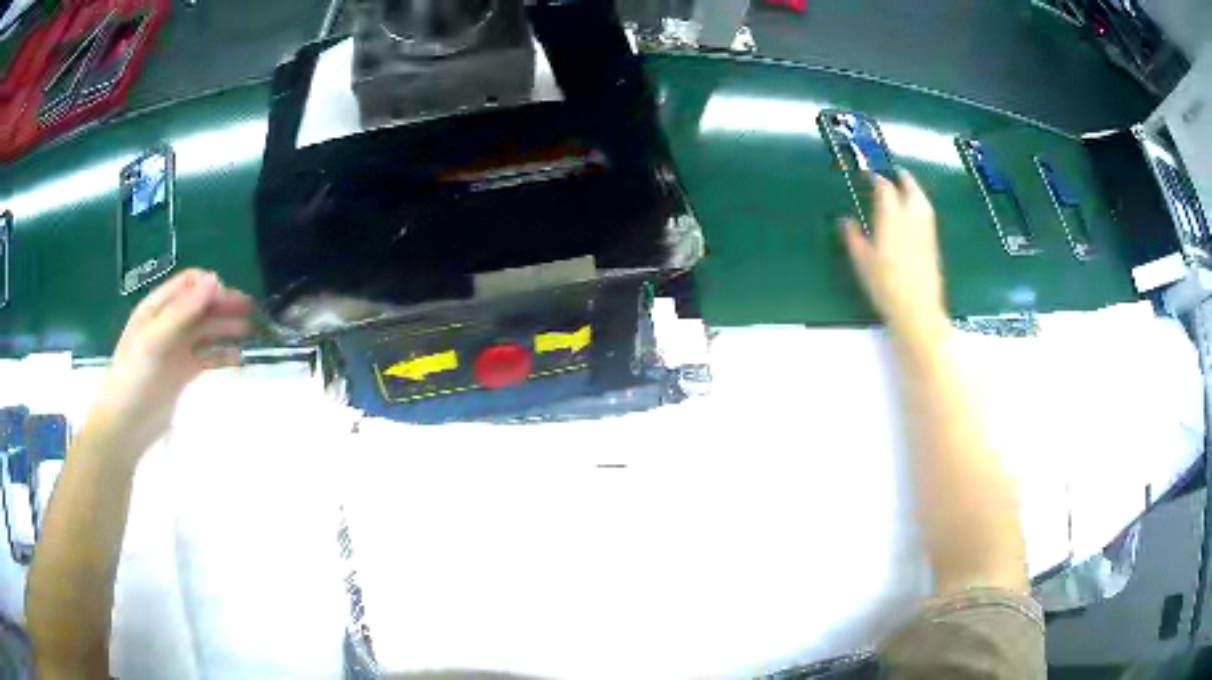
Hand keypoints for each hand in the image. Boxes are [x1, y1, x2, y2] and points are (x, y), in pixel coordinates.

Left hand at [87, 269, 253, 461]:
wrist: (125, 427)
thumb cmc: (134, 378)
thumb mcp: (154, 341)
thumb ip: (182, 312)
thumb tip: (215, 280)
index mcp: (156, 309)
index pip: (188, 285)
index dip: (210, 286)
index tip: (231, 298)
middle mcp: (167, 324)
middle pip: (200, 306)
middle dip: (224, 306)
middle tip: (251, 312)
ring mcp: (175, 350)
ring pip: (205, 331)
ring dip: (226, 329)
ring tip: (250, 333)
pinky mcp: (181, 374)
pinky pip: (206, 357)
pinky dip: (222, 355)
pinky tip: (238, 359)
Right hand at [842, 170, 948, 343]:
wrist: (917, 308)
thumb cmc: (885, 285)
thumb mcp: (862, 262)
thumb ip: (853, 237)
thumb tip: (846, 220)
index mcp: (891, 217)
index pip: (885, 188)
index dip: (876, 177)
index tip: (869, 172)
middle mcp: (911, 217)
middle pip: (910, 187)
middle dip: (902, 177)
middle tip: (895, 171)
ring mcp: (925, 229)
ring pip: (922, 200)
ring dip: (914, 189)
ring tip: (907, 186)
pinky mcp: (933, 242)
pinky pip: (927, 214)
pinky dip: (921, 204)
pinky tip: (916, 211)